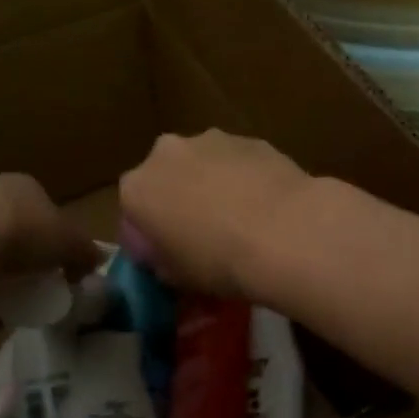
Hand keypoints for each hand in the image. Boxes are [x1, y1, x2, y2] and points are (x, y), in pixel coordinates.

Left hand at [0, 174, 103, 288]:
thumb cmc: (25, 233)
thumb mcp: (71, 243)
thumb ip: (85, 252)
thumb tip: (95, 261)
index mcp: (23, 186)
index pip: (44, 211)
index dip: (54, 241)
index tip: (59, 270)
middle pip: (9, 232)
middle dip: (19, 263)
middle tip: (31, 290)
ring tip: (4, 310)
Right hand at [118, 131, 314, 298]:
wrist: (284, 232)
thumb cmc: (219, 262)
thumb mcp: (178, 278)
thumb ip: (164, 262)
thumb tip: (169, 259)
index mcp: (137, 189)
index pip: (133, 212)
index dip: (151, 234)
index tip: (170, 253)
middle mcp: (165, 154)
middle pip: (167, 177)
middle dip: (180, 198)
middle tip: (204, 232)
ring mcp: (210, 140)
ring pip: (204, 164)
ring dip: (213, 184)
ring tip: (242, 219)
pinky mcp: (251, 139)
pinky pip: (239, 162)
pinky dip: (246, 178)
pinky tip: (267, 206)